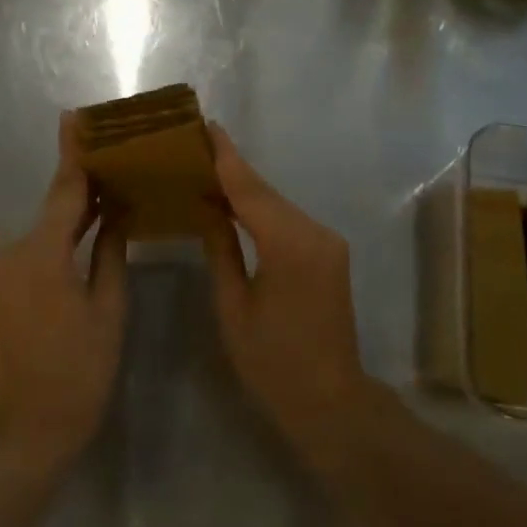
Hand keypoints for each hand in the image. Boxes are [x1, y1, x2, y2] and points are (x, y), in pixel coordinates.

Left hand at [0, 113, 126, 474]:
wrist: (34, 421)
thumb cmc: (81, 368)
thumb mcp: (108, 307)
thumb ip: (111, 251)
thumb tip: (118, 211)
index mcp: (41, 254)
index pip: (64, 190)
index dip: (74, 153)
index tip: (77, 117)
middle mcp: (15, 251)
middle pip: (54, 201)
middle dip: (81, 173)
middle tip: (110, 142)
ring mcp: (7, 267)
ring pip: (47, 222)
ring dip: (75, 200)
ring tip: (109, 170)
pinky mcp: (8, 281)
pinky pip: (41, 242)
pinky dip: (65, 228)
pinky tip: (92, 213)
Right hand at [201, 125, 375, 456]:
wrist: (331, 401)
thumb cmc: (273, 363)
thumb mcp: (233, 307)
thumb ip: (221, 250)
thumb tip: (208, 209)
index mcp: (289, 245)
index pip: (251, 190)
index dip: (226, 157)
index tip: (206, 125)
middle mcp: (315, 233)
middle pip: (266, 192)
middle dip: (232, 168)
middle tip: (195, 144)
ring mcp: (327, 242)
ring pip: (278, 204)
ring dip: (245, 188)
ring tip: (206, 168)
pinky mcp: (329, 253)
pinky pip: (288, 221)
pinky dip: (261, 209)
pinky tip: (235, 205)